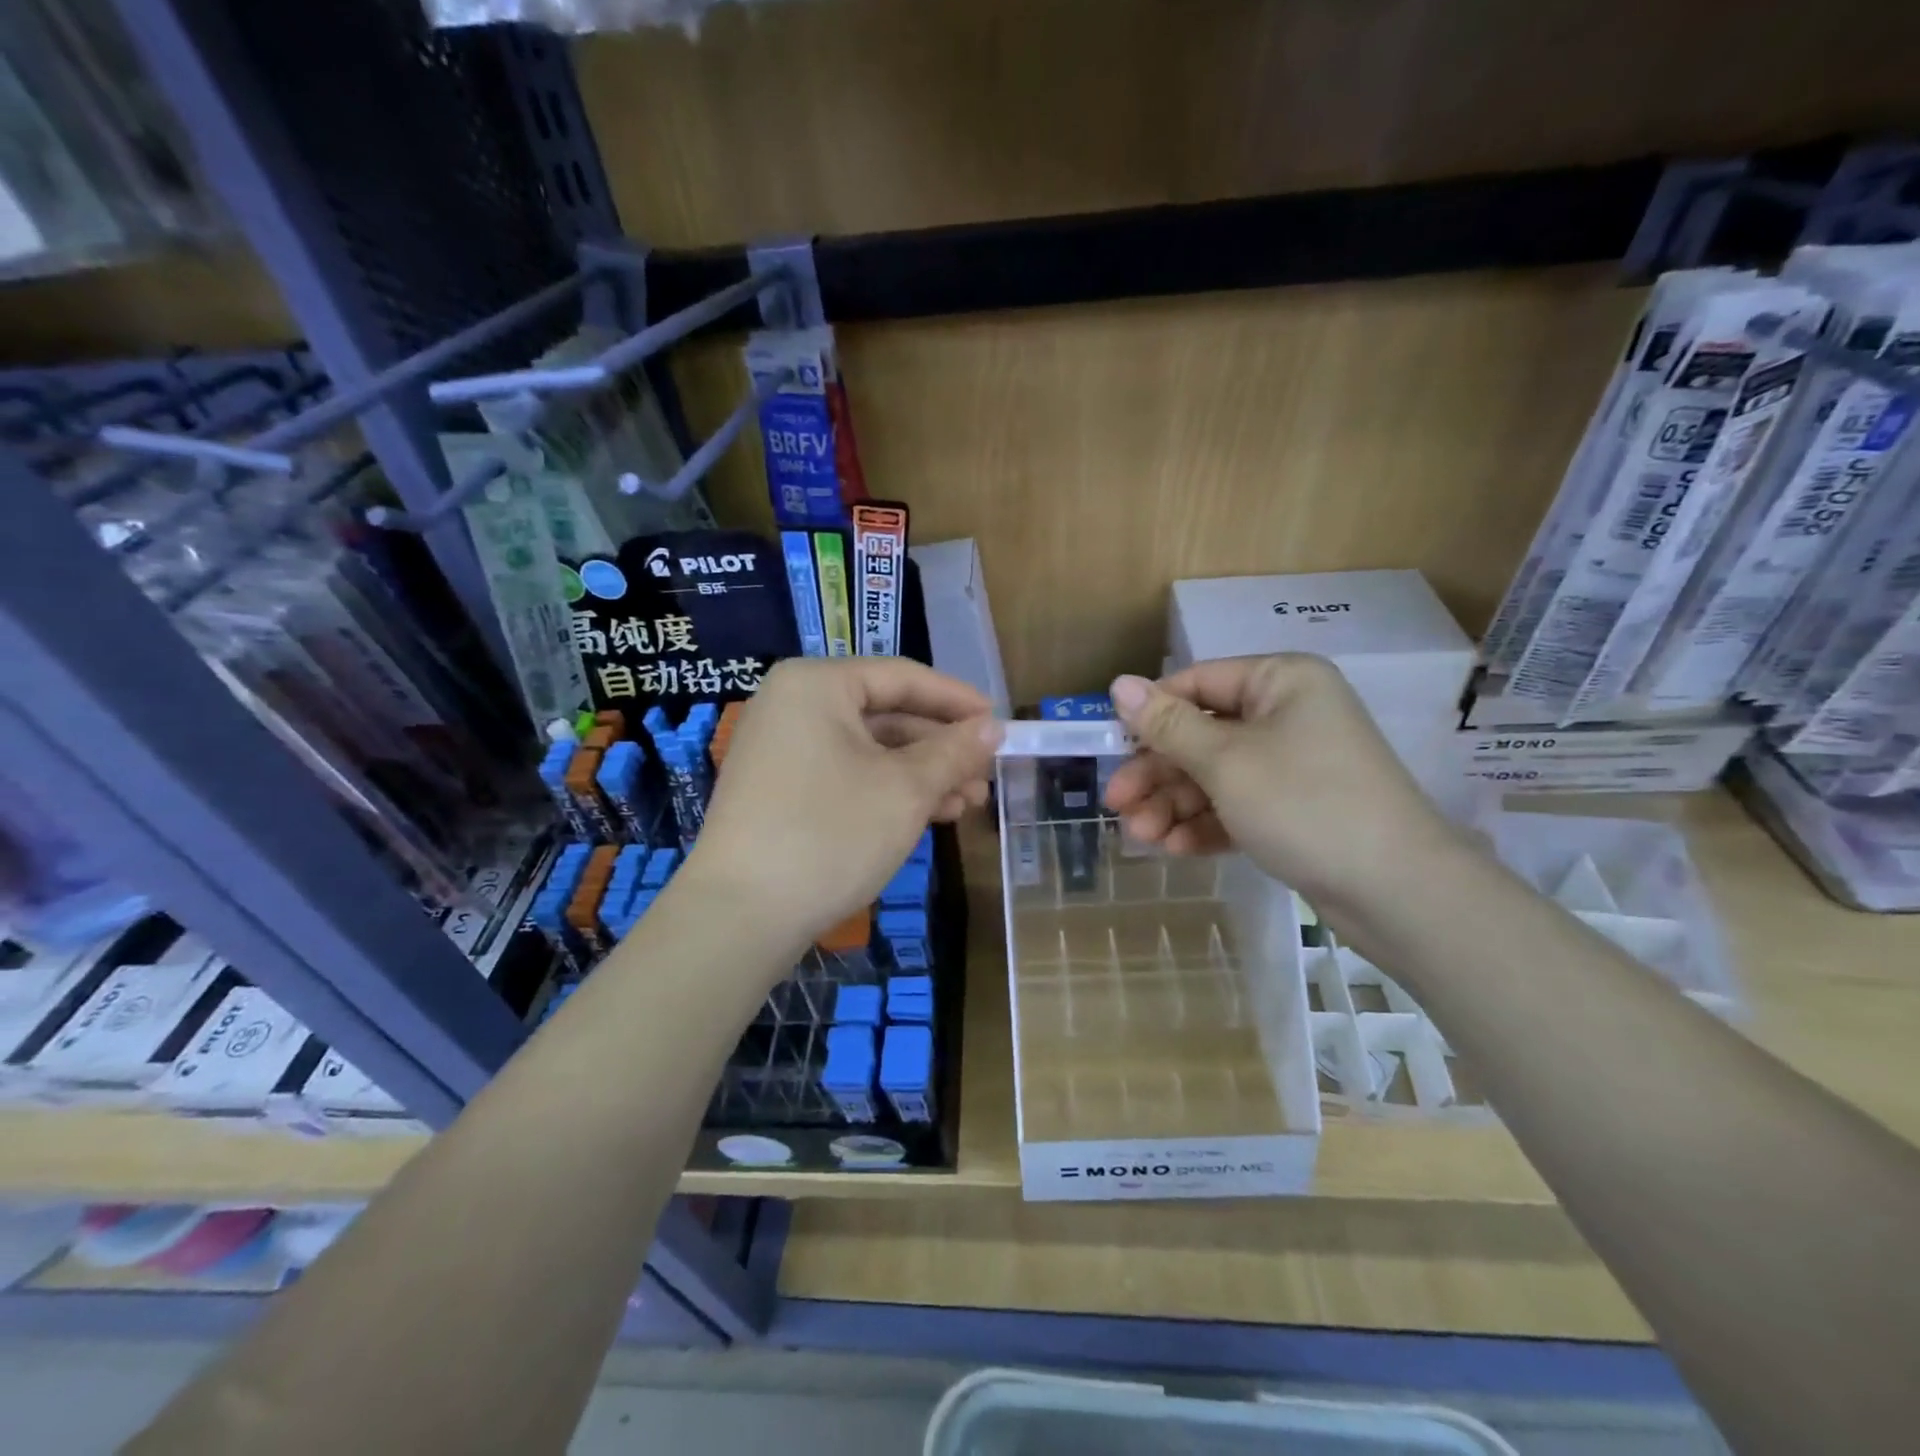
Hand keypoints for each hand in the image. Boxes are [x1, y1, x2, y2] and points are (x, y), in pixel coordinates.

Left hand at [682, 658, 999, 951]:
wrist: (739, 916)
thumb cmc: (830, 834)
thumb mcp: (905, 790)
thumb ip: (954, 751)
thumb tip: (993, 728)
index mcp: (817, 684)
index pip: (903, 677)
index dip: (957, 701)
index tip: (999, 725)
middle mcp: (793, 705)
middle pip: (886, 714)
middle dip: (941, 748)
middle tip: (986, 776)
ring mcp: (781, 749)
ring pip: (869, 750)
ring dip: (921, 774)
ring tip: (967, 804)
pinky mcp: (779, 790)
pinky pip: (846, 774)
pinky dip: (887, 790)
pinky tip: (928, 816)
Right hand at [1102, 654, 1456, 907]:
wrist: (1397, 891)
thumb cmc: (1304, 804)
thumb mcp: (1225, 761)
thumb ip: (1167, 724)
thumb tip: (1118, 683)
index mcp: (1279, 681)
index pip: (1196, 684)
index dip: (1149, 715)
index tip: (1111, 749)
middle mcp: (1287, 714)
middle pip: (1201, 734)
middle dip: (1158, 774)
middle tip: (1118, 806)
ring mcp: (1293, 763)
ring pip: (1215, 774)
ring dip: (1175, 804)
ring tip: (1142, 837)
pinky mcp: (1295, 808)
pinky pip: (1238, 804)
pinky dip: (1206, 823)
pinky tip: (1176, 849)